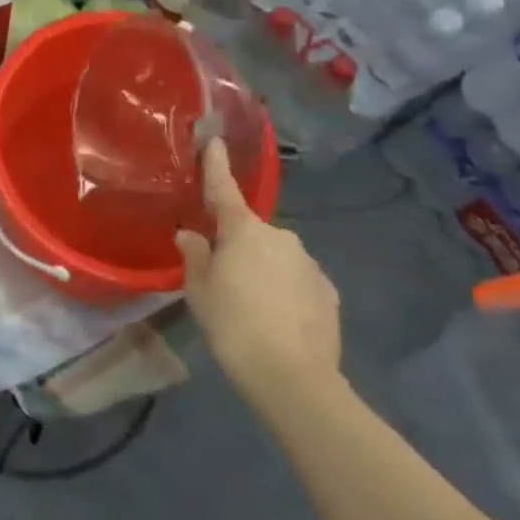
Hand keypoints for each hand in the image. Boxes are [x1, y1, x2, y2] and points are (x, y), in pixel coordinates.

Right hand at [177, 140, 341, 397]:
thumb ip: (195, 257)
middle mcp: (279, 236)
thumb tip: (191, 235)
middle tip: (225, 279)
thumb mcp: (199, 292)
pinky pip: (298, 281)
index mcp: (243, 230)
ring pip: (277, 257)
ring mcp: (308, 263)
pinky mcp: (328, 292)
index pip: (224, 188)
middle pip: (251, 232)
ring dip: (265, 270)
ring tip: (254, 307)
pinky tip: (280, 320)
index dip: (216, 164)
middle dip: (239, 246)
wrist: (294, 379)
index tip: (215, 139)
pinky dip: (287, 292)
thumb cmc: (234, 325)